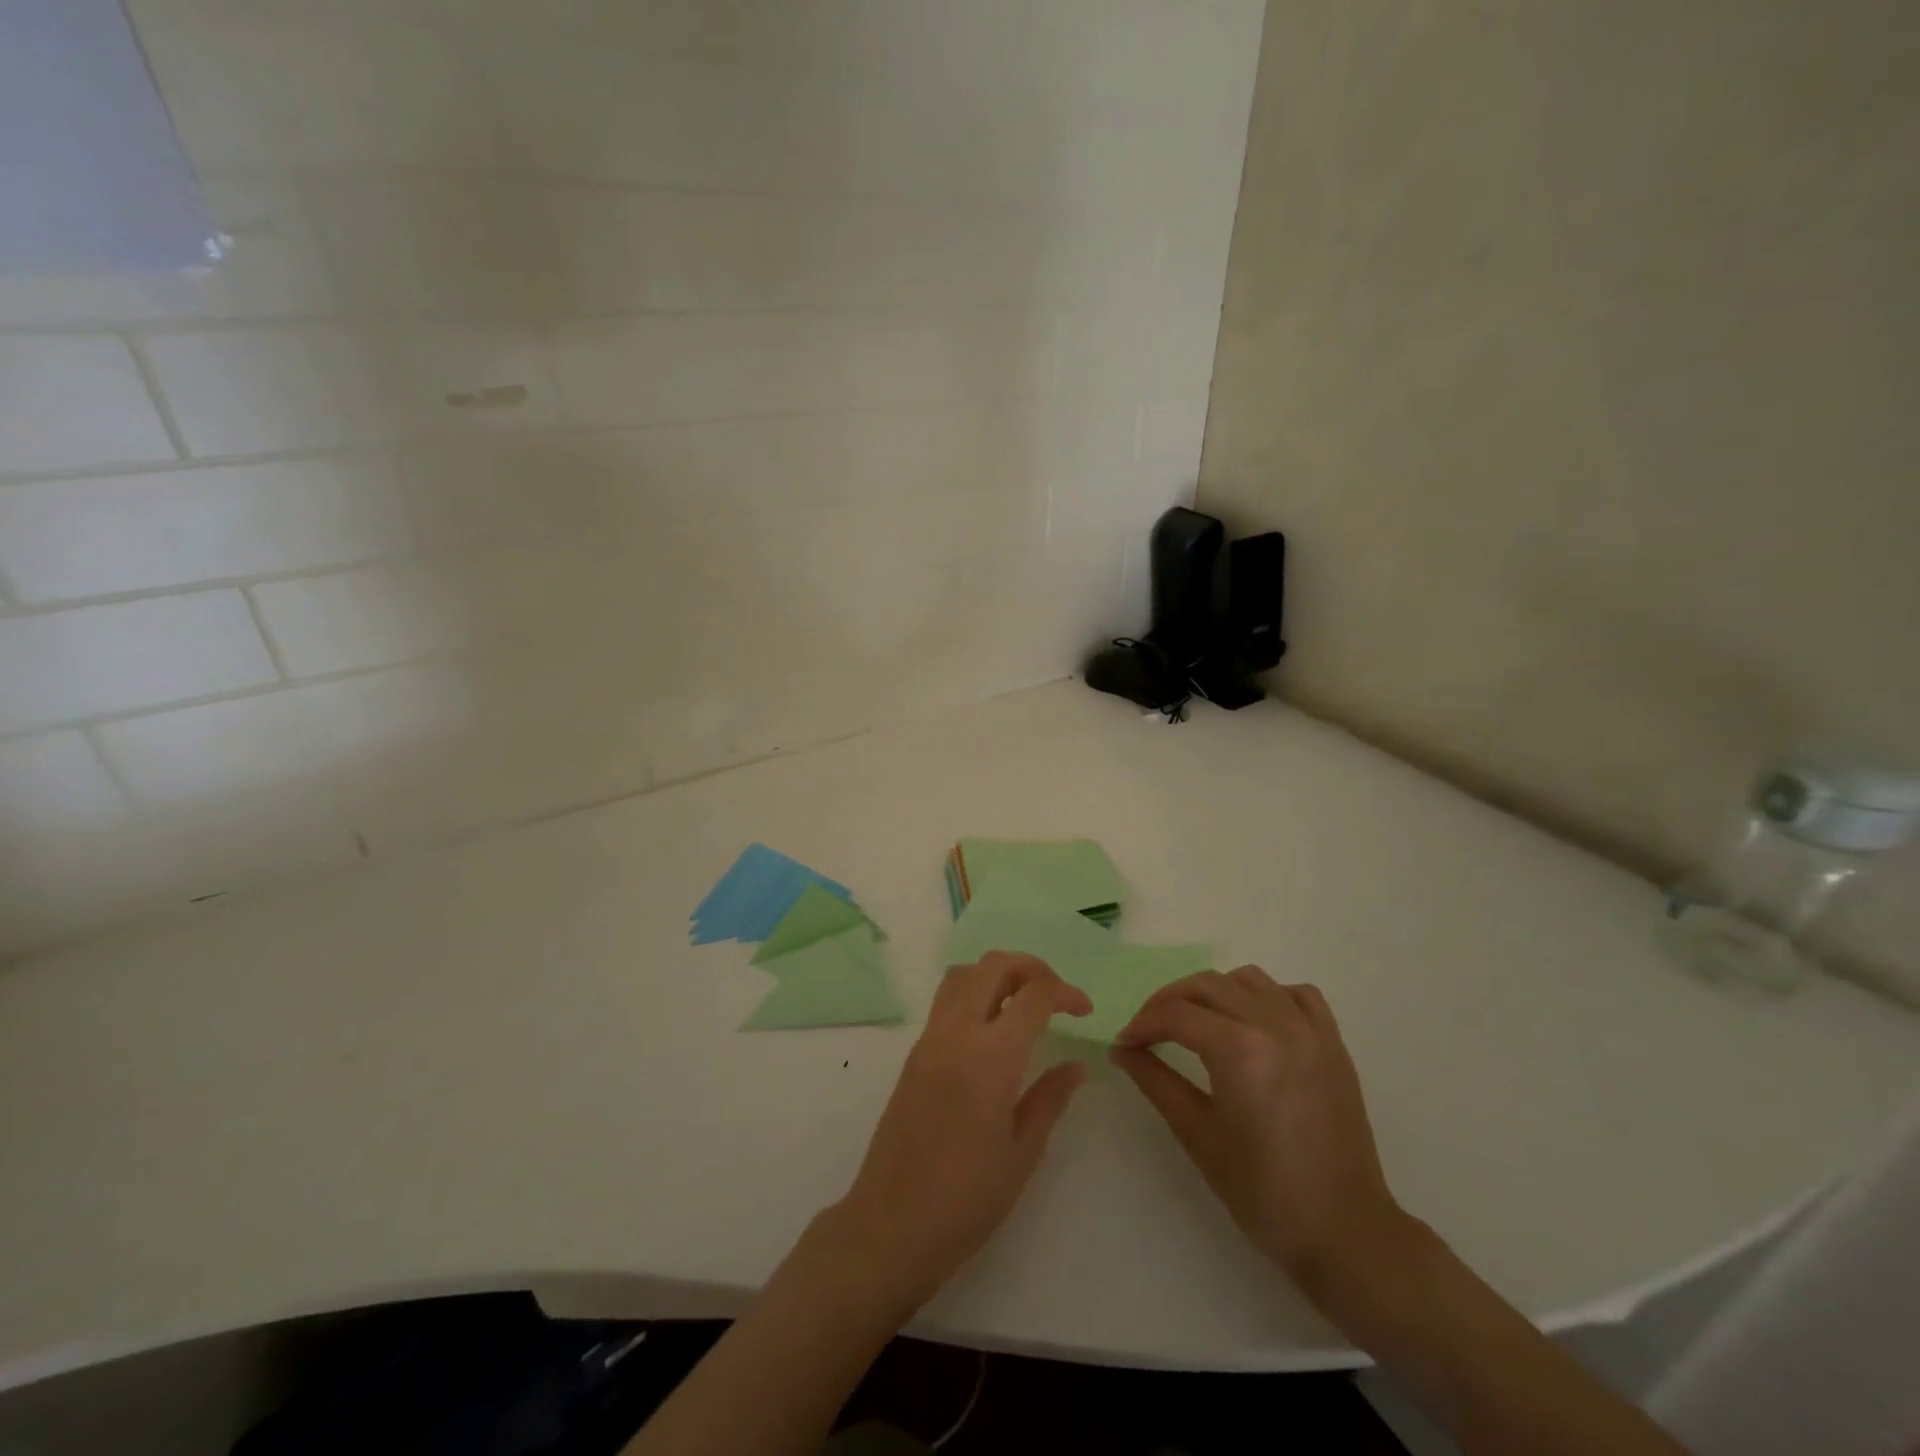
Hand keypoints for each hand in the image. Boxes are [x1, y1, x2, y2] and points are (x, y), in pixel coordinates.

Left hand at [825, 952, 1092, 1308]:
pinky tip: (993, 1031)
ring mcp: (930, 1039)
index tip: (1085, 1011)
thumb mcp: (1022, 1151)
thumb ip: (1050, 1098)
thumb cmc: (967, 1197)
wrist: (892, 1224)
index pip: (1033, 994)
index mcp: (990, 1054)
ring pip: (964, 975)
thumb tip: (1075, 1065)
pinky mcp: (915, 1053)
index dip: (1065, 992)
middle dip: (1031, 968)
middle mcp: (956, 1032)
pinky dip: (974, 994)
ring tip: (1023, 1004)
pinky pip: (946, 1001)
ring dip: (997, 974)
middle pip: (994, 965)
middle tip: (1055, 996)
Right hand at [1111, 966, 1410, 1295]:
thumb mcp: (1198, 1135)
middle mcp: (1274, 1024)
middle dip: (1168, 1002)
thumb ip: (1156, 1081)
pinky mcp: (1333, 1043)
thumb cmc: (1263, 1192)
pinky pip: (1296, 994)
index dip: (1142, 1025)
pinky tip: (1253, 1021)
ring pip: (1249, 980)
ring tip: (1197, 1023)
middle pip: (1207, 985)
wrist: (1345, 1232)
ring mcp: (1309, 1030)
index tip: (1124, 1044)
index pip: (1176, 1015)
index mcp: (1239, 1049)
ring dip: (1214, 992)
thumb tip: (1122, 1050)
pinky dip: (1267, 996)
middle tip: (1148, 1031)